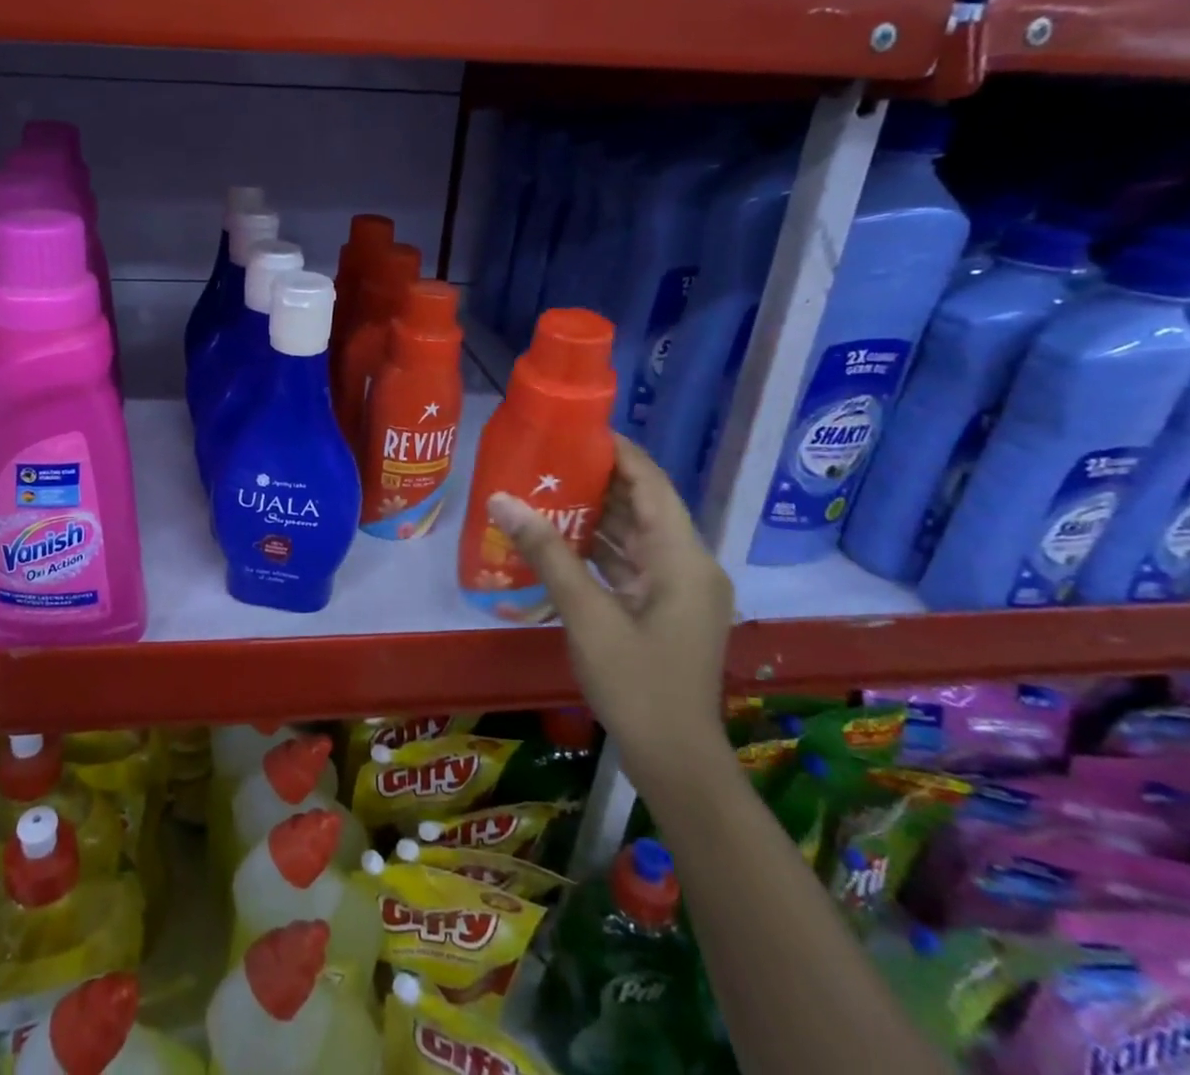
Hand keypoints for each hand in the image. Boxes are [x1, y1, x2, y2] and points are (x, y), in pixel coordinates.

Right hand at [487, 435, 734, 797]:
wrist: (675, 760)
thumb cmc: (636, 683)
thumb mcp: (586, 613)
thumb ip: (546, 553)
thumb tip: (501, 499)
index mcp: (682, 558)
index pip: (652, 484)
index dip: (618, 452)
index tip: (575, 428)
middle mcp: (688, 564)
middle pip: (644, 505)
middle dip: (599, 479)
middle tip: (548, 457)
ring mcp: (679, 589)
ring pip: (636, 534)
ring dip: (596, 513)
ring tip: (546, 487)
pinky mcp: (665, 609)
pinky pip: (632, 562)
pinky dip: (600, 547)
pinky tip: (559, 538)